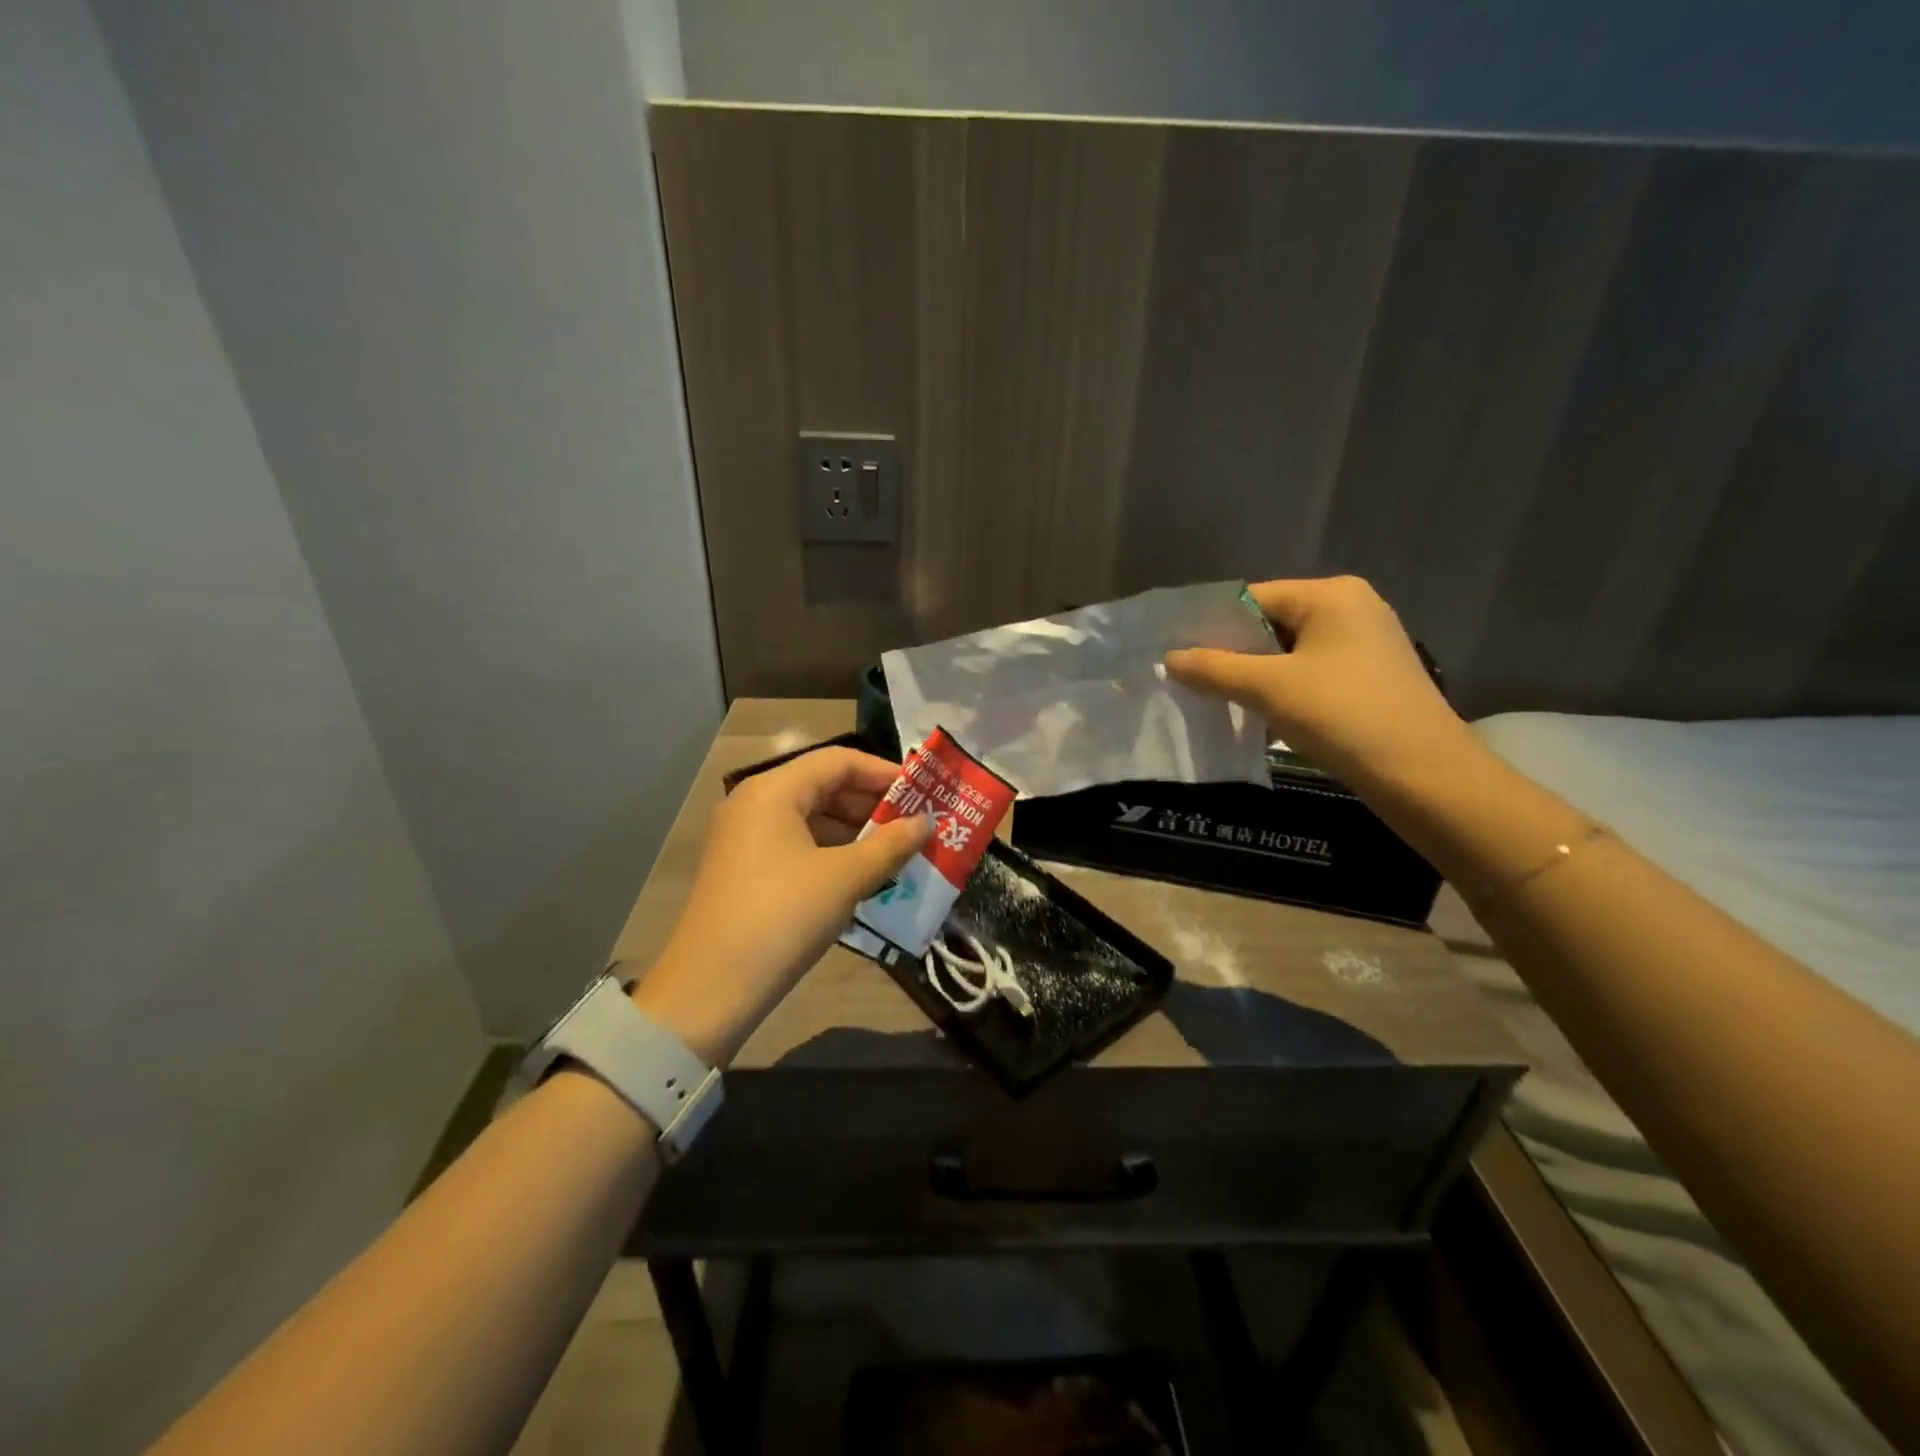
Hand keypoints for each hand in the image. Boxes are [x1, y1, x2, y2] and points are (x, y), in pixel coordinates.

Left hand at [629, 747, 930, 1065]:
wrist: (709, 990)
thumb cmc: (782, 917)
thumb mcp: (844, 878)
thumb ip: (890, 845)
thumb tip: (927, 823)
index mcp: (774, 791)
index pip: (839, 761)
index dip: (884, 773)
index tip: (922, 793)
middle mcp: (755, 804)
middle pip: (824, 786)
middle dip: (872, 805)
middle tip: (915, 825)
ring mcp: (745, 838)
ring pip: (812, 818)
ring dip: (855, 832)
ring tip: (897, 851)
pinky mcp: (745, 870)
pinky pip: (798, 845)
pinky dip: (833, 853)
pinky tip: (863, 875)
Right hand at [1166, 576, 1470, 785]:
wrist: (1422, 774)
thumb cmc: (1342, 715)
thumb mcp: (1268, 688)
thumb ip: (1214, 669)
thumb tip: (1169, 658)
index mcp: (1331, 595)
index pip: (1252, 598)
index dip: (1211, 626)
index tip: (1177, 654)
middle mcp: (1352, 608)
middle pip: (1270, 623)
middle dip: (1231, 653)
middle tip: (1191, 680)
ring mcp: (1365, 644)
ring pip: (1289, 652)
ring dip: (1254, 675)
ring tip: (1217, 699)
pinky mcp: (1369, 677)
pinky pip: (1310, 672)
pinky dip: (1282, 689)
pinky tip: (1258, 715)